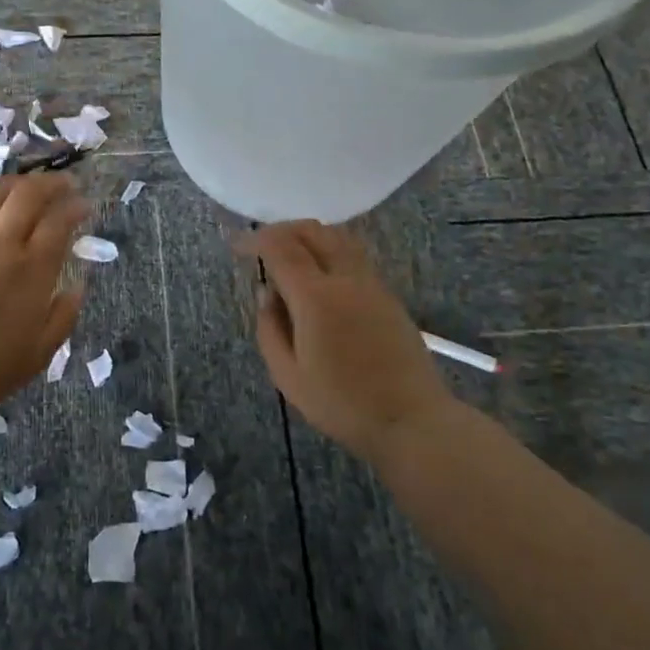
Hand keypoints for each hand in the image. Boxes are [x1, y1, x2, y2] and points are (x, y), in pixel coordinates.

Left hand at [0, 172, 87, 422]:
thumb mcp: (38, 354)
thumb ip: (62, 317)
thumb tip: (76, 289)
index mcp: (32, 271)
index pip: (58, 222)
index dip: (74, 207)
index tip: (83, 204)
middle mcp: (1, 247)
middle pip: (26, 196)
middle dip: (48, 183)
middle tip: (61, 183)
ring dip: (13, 185)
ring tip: (25, 185)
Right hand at [235, 221, 454, 463]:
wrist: (412, 419)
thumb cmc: (343, 403)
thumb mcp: (289, 376)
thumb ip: (270, 329)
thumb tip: (266, 293)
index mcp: (316, 296)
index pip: (281, 248)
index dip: (256, 240)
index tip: (238, 247)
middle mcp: (345, 278)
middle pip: (312, 231)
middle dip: (282, 230)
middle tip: (262, 246)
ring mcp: (372, 283)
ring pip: (337, 237)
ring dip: (308, 236)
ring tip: (290, 255)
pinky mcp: (388, 295)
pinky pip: (353, 255)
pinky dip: (329, 249)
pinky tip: (319, 275)